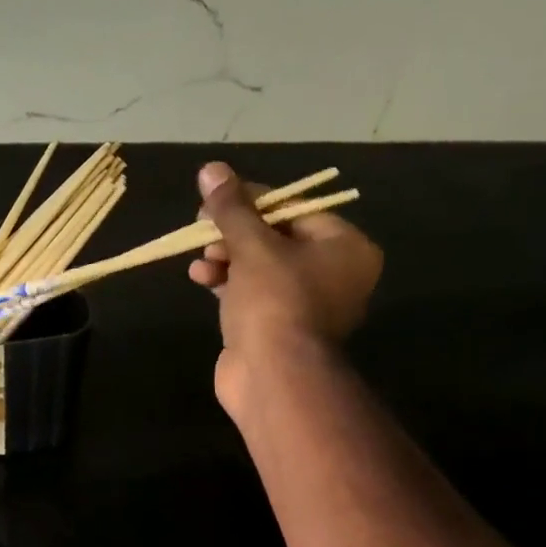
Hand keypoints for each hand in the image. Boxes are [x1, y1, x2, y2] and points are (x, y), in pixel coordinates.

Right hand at [187, 161, 382, 416]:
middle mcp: (333, 275)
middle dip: (235, 232)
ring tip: (200, 256)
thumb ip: (232, 208)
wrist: (272, 378)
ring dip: (225, 258)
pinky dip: (227, 284)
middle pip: (276, 238)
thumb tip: (211, 169)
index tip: (216, 197)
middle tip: (202, 226)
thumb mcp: (252, 246)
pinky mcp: (277, 329)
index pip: (296, 208)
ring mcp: (304, 306)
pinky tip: (200, 277)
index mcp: (345, 248)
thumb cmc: (275, 302)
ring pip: (260, 268)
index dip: (253, 200)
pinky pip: (251, 295)